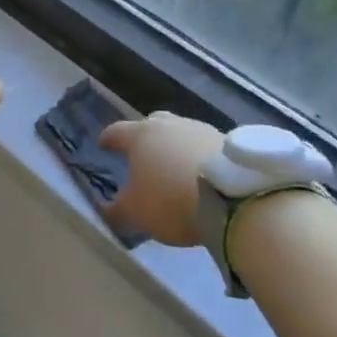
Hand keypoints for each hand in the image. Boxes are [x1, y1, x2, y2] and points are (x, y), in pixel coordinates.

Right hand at [98, 112, 225, 246]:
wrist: (233, 197)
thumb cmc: (171, 200)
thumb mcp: (136, 213)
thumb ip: (117, 210)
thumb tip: (106, 211)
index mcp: (140, 136)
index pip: (116, 132)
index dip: (108, 139)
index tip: (102, 144)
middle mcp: (168, 125)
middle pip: (151, 123)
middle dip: (144, 135)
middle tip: (142, 152)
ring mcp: (200, 129)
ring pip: (180, 132)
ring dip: (175, 146)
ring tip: (176, 166)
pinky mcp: (228, 141)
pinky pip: (205, 146)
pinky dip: (198, 156)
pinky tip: (202, 174)